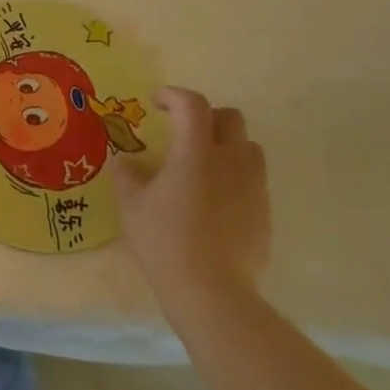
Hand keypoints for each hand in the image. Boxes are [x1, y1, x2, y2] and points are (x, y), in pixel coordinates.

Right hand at [110, 87, 270, 314]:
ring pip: (249, 148)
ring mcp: (253, 188)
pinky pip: (254, 182)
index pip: (192, 104)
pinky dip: (236, 178)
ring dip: (227, 145)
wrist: (213, 293)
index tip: (156, 103)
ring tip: (205, 164)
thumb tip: (125, 162)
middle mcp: (230, 161)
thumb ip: (126, 176)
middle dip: (206, 116)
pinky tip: (215, 202)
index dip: (173, 95)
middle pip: (230, 118)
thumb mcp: (131, 206)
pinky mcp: (265, 215)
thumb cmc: (165, 241)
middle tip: (184, 131)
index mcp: (196, 152)